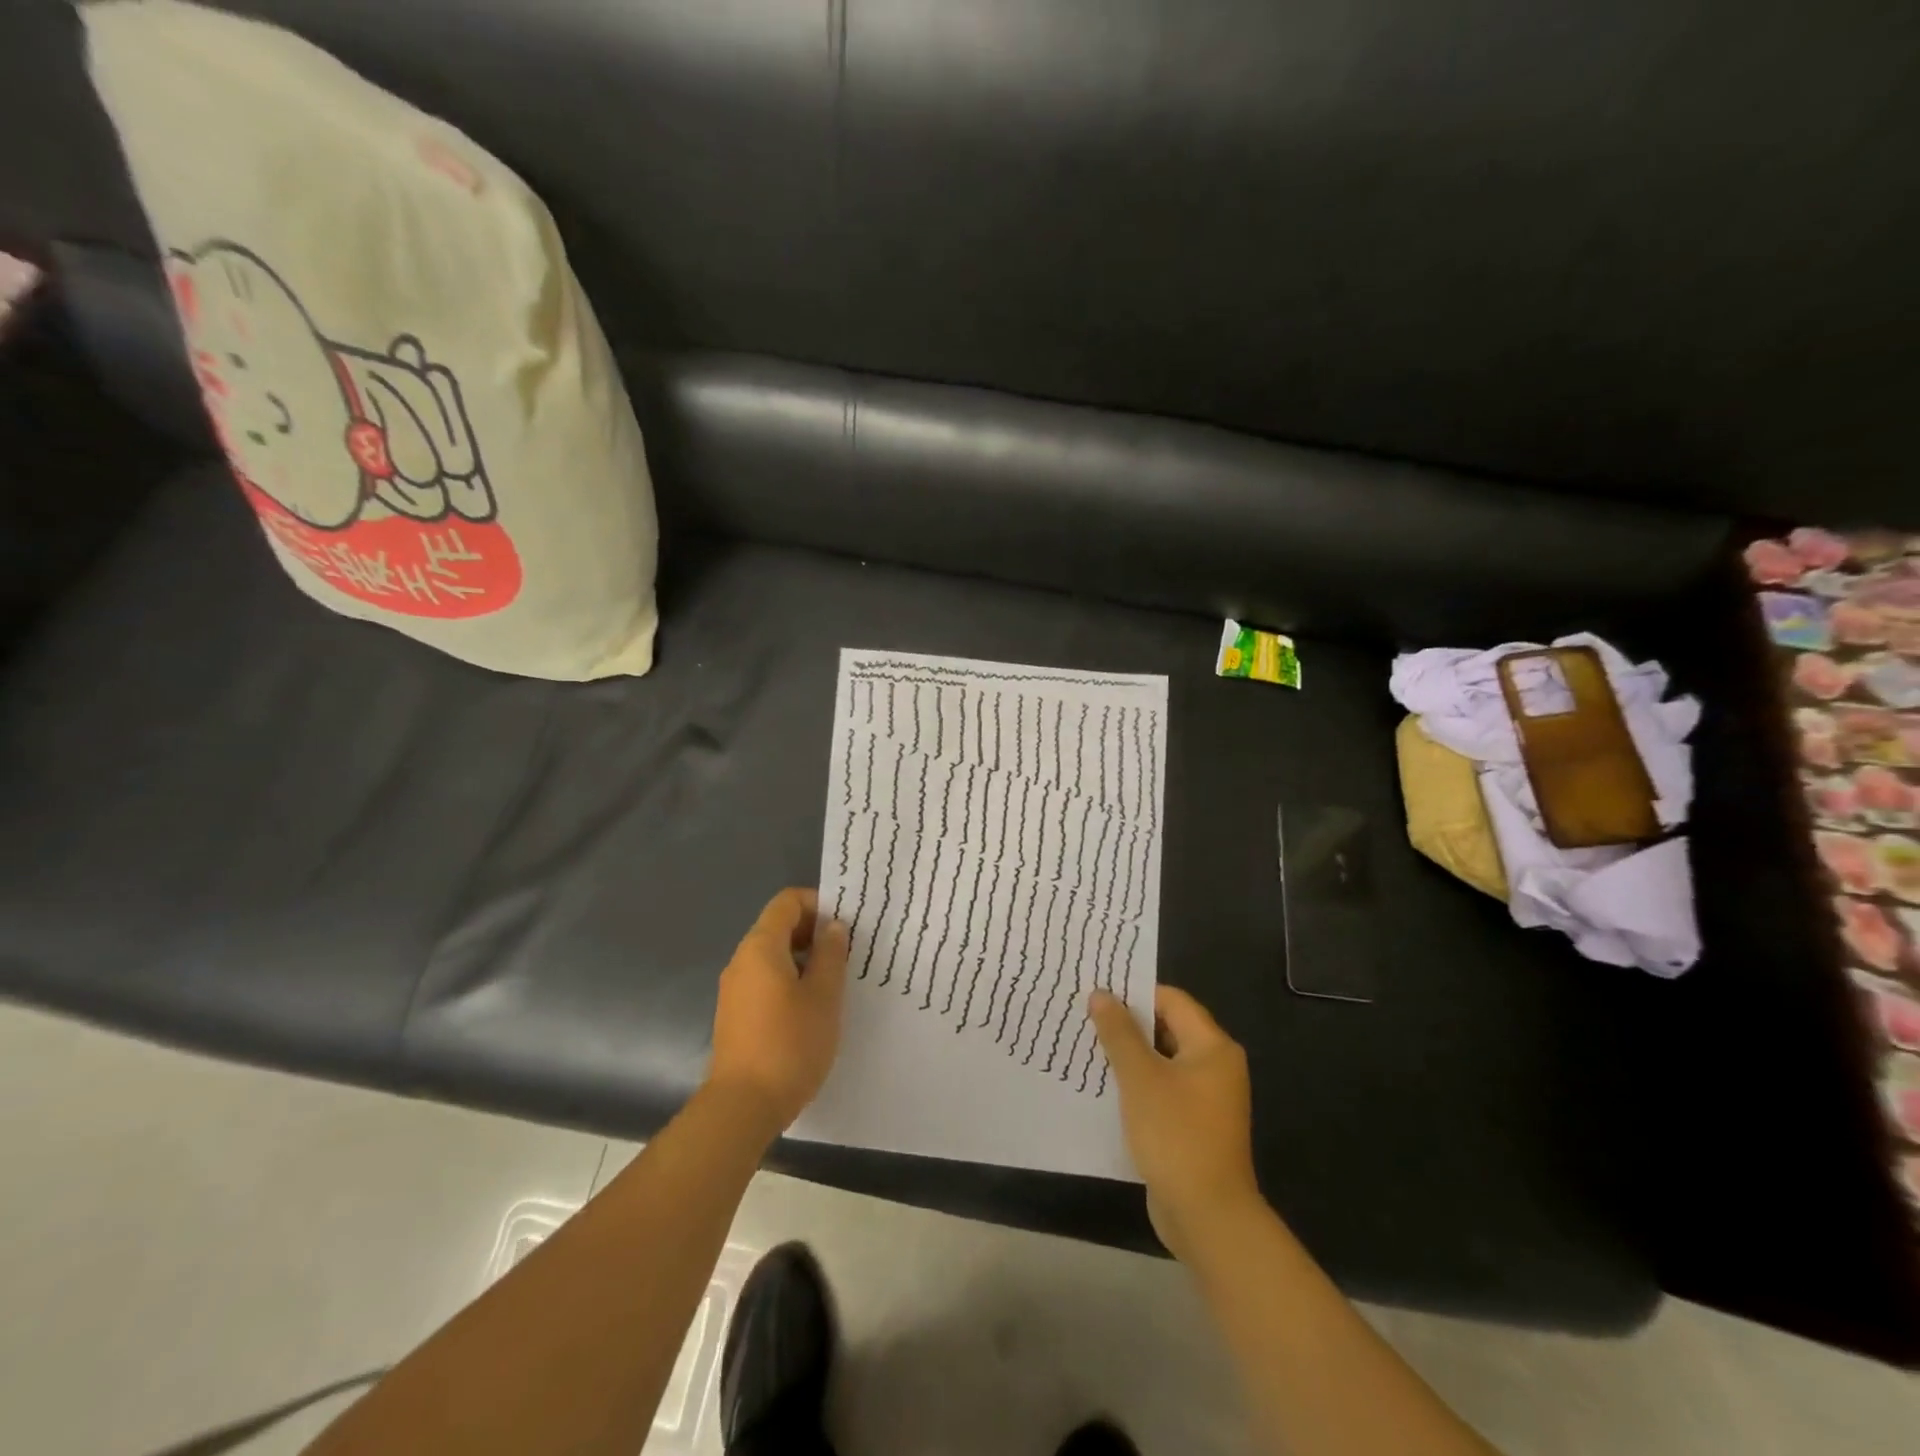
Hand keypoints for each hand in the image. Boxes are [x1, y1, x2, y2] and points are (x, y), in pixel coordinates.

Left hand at [706, 888, 849, 1136]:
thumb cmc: (790, 1044)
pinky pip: (765, 981)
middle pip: (778, 927)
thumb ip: (830, 954)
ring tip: (835, 981)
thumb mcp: (823, 995)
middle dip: (814, 932)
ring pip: (773, 956)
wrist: (742, 1107)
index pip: (787, 902)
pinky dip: (790, 980)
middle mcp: (742, 961)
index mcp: (761, 947)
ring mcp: (735, 989)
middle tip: (848, 952)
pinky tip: (813, 1008)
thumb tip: (832, 927)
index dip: (818, 903)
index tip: (846, 924)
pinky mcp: (735, 1015)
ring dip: (804, 959)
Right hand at [1090, 985, 1262, 1262]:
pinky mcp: (1194, 1125)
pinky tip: (1105, 1087)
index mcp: (1212, 1047)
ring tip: (1088, 1048)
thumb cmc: (1176, 1135)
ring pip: (1162, 1061)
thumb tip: (1101, 994)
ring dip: (1129, 1055)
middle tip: (1086, 1017)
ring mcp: (1207, 1099)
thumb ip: (1119, 1033)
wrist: (1207, 1217)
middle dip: (1128, 1024)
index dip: (1135, 994)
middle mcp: (1216, 1067)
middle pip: (1168, 1028)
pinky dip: (1138, 1084)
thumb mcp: (1140, 1078)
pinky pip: (1163, 1090)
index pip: (1171, 1000)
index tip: (1097, 992)